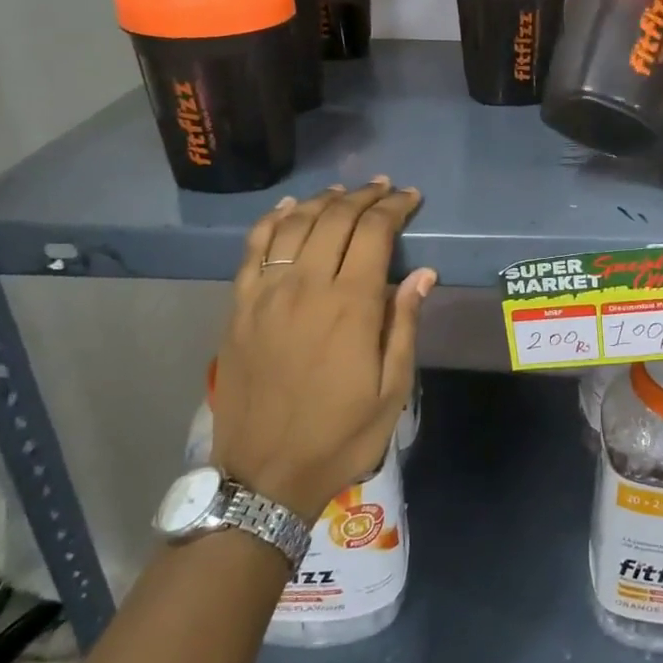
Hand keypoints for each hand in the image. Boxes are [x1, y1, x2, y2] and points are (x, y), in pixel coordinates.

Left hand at [211, 178, 435, 518]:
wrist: (264, 474)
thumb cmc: (340, 435)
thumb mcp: (391, 390)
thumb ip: (404, 325)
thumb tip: (422, 273)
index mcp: (350, 306)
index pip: (374, 234)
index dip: (394, 208)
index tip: (410, 197)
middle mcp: (306, 287)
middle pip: (335, 220)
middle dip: (364, 197)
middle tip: (383, 188)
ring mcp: (266, 294)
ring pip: (295, 226)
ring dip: (322, 201)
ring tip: (344, 192)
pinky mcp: (239, 306)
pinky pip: (254, 248)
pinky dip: (273, 221)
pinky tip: (289, 209)